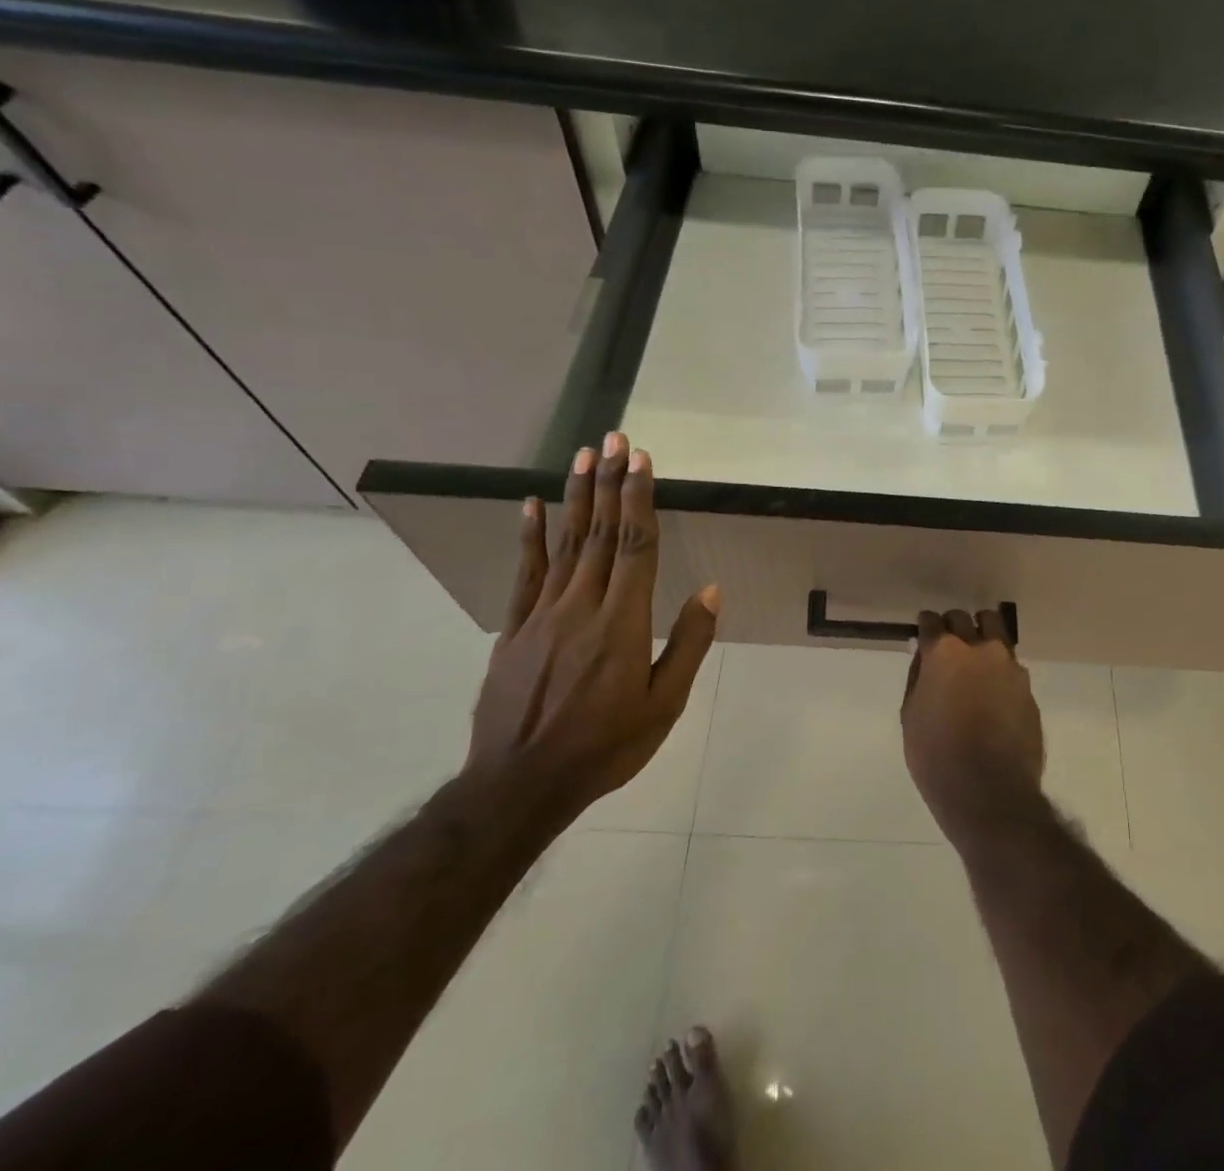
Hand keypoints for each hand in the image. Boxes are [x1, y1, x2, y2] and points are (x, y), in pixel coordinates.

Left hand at [467, 433, 718, 821]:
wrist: (520, 784)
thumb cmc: (606, 746)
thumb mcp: (663, 704)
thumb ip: (687, 643)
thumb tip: (710, 590)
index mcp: (623, 622)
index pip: (635, 546)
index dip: (639, 498)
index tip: (641, 460)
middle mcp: (582, 606)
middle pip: (600, 533)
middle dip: (609, 482)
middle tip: (614, 439)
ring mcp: (543, 614)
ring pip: (564, 544)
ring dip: (576, 496)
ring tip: (583, 456)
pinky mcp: (514, 628)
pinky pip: (525, 573)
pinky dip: (530, 536)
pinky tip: (532, 506)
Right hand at [900, 609, 1044, 844]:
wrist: (991, 792)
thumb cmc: (937, 757)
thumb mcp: (911, 716)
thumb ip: (919, 678)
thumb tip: (926, 659)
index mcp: (944, 653)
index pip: (931, 621)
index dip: (926, 627)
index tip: (925, 635)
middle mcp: (979, 648)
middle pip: (964, 619)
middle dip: (954, 626)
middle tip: (948, 646)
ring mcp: (1009, 665)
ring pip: (995, 631)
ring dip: (982, 636)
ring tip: (976, 660)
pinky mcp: (1028, 686)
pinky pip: (1010, 665)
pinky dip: (999, 669)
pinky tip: (993, 691)